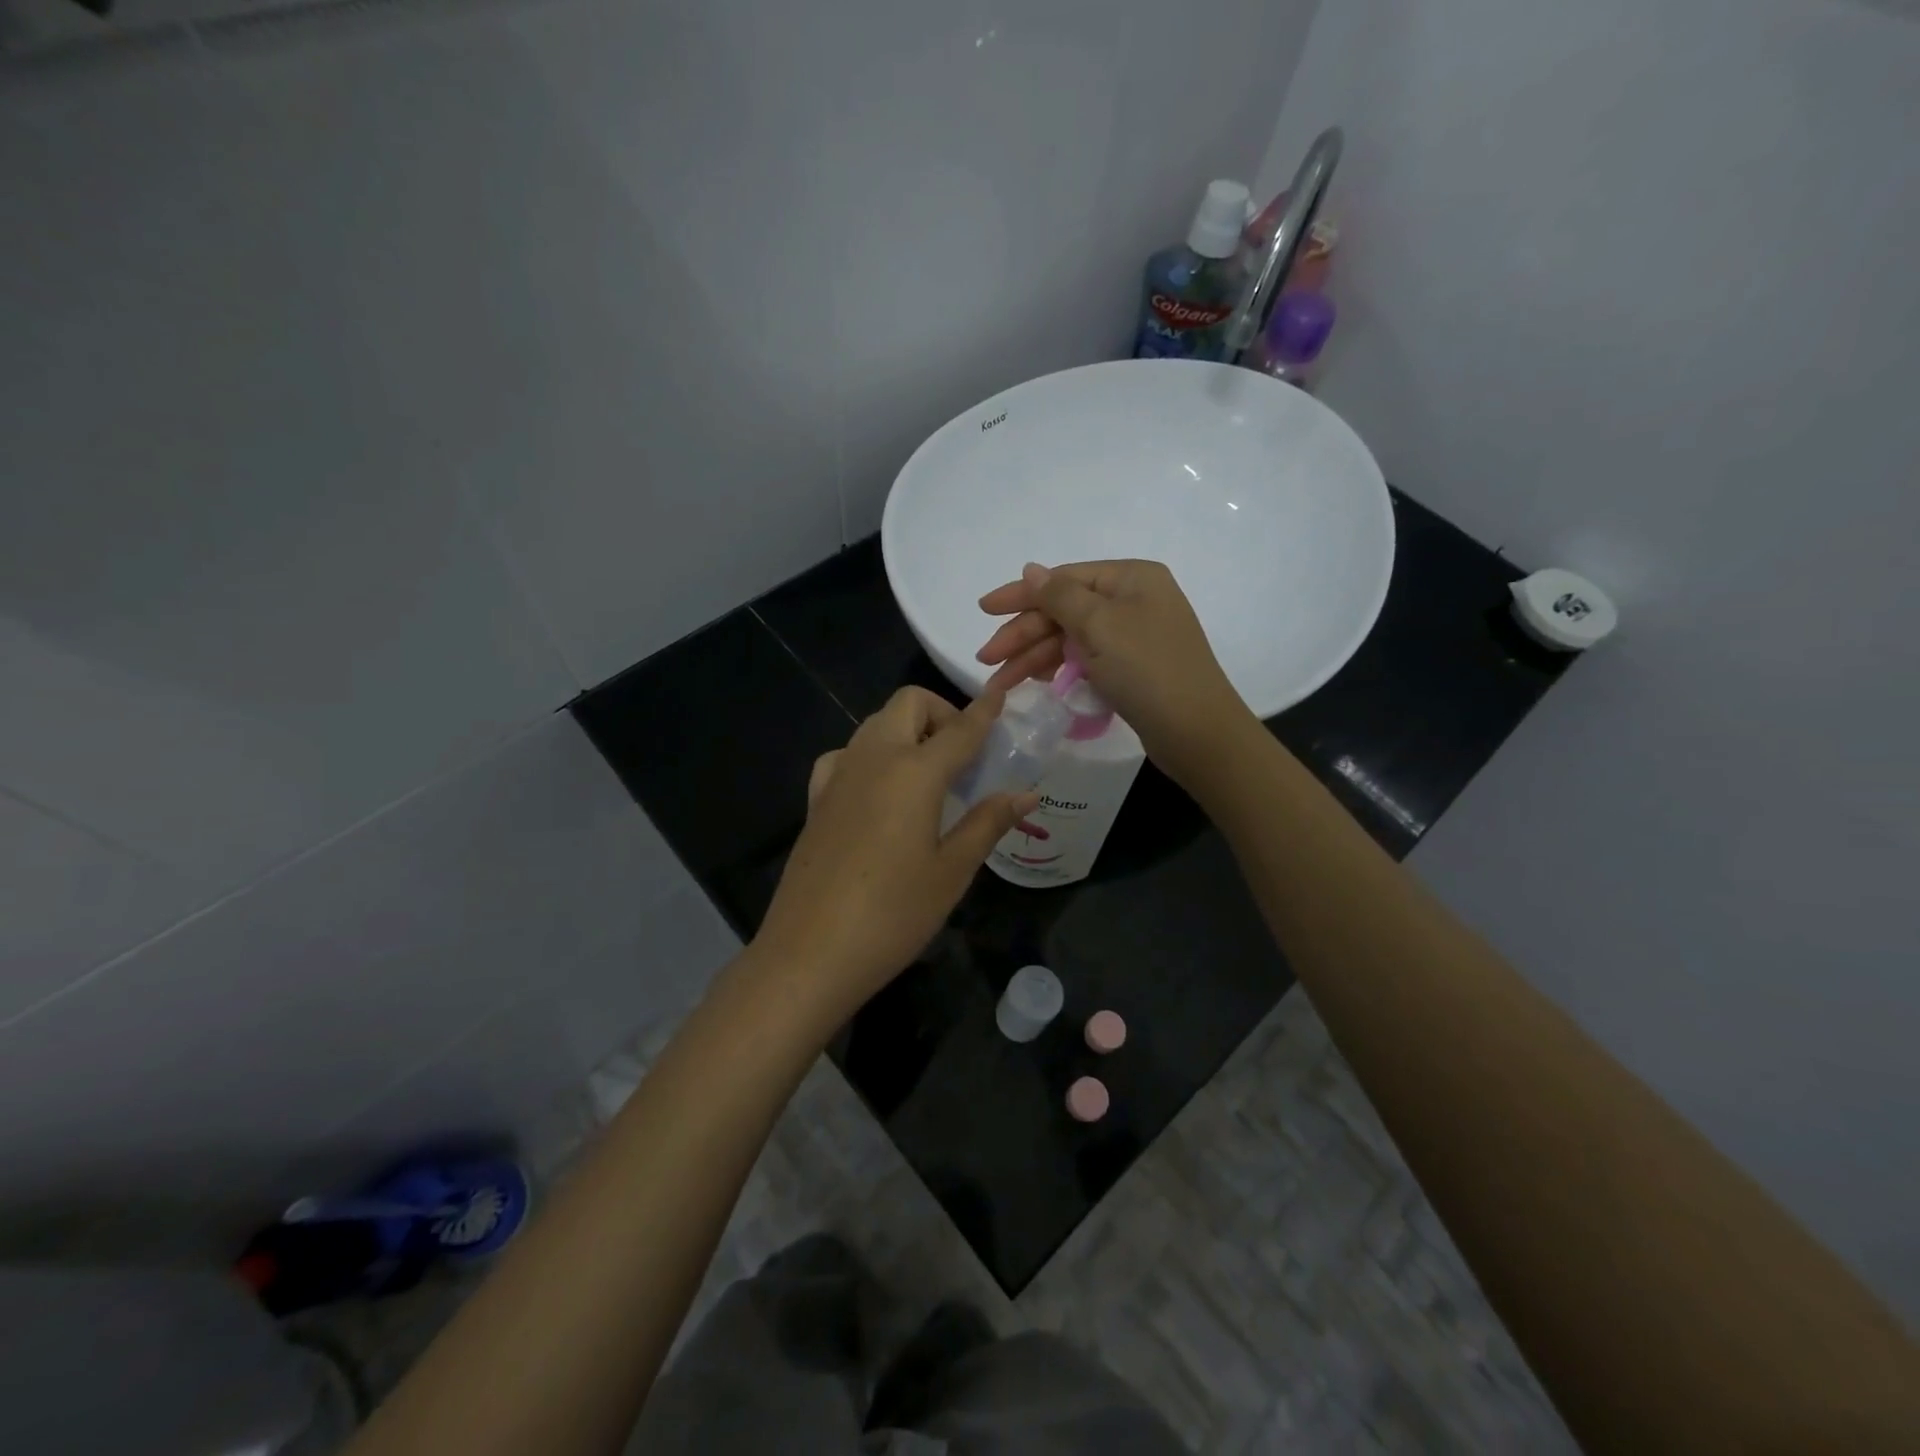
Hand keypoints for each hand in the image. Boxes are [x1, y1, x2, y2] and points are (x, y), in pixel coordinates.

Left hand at [753, 686, 1037, 1016]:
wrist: (810, 953)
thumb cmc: (893, 915)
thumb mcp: (952, 872)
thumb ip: (988, 823)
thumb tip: (1026, 794)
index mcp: (913, 772)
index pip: (959, 728)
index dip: (984, 711)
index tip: (1001, 696)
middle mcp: (873, 759)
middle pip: (908, 705)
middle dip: (941, 714)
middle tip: (963, 757)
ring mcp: (837, 775)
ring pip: (875, 724)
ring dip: (907, 731)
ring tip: (927, 777)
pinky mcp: (815, 798)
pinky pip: (846, 755)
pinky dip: (872, 756)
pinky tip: (880, 794)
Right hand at [976, 560, 1253, 783]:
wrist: (1197, 732)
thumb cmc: (1148, 670)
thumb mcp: (1100, 626)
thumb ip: (1059, 596)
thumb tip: (1031, 569)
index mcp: (1130, 579)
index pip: (1063, 579)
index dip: (1020, 595)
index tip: (983, 610)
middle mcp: (1133, 600)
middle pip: (1064, 611)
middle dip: (1023, 635)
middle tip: (986, 660)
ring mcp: (1133, 636)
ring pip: (1070, 639)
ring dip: (1034, 657)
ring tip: (1000, 683)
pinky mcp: (1131, 668)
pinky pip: (1084, 659)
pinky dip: (1058, 668)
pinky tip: (1036, 681)